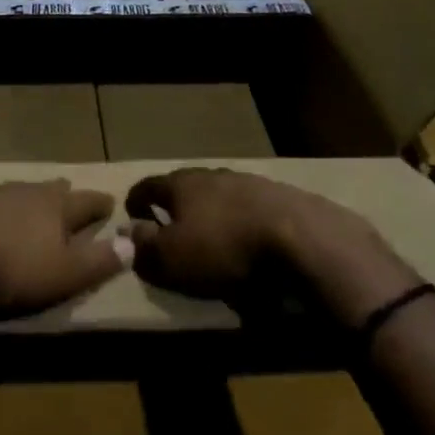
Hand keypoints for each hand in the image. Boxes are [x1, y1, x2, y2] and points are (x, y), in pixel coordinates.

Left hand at [0, 180, 129, 318]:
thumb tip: (133, 243)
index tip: (110, 201)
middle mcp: (25, 193)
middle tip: (70, 191)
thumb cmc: (11, 269)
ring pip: (18, 192)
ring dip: (29, 199)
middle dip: (63, 194)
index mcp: (55, 208)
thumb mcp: (64, 274)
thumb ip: (98, 261)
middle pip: (50, 190)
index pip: (86, 202)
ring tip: (32, 203)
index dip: (99, 204)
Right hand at [125, 168, 421, 325]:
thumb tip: (132, 234)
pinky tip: (252, 243)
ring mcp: (252, 183)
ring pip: (223, 195)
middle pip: (188, 186)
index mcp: (183, 184)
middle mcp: (215, 175)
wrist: (303, 240)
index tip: (131, 211)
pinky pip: (254, 209)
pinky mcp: (285, 199)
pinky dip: (245, 223)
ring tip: (214, 236)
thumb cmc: (225, 248)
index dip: (137, 199)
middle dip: (178, 205)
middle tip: (172, 225)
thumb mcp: (172, 259)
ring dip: (214, 212)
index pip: (149, 185)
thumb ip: (146, 248)